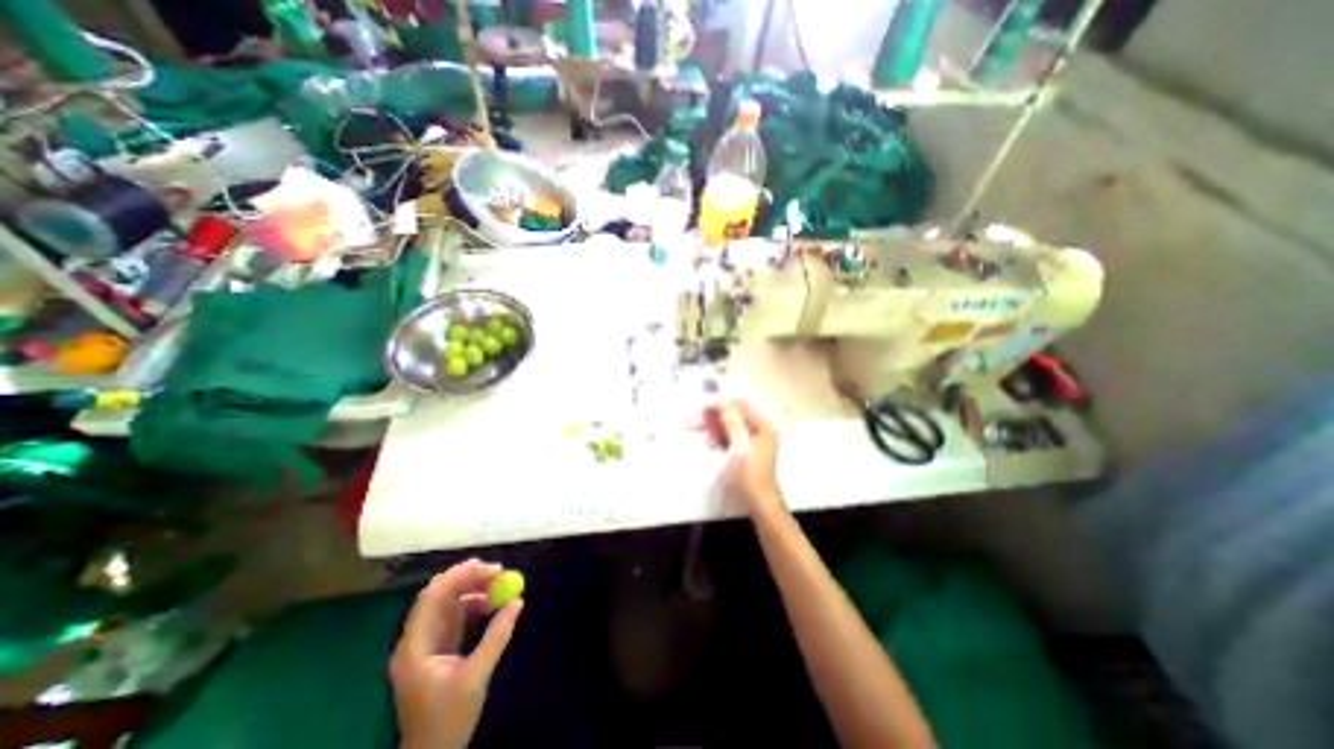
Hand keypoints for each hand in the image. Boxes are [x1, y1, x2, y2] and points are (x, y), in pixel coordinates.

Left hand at [393, 558, 518, 748]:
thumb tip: (518, 601)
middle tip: (497, 570)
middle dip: (467, 578)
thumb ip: (497, 636)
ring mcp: (424, 644)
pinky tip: (489, 604)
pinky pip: (452, 614)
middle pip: (437, 595)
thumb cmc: (448, 719)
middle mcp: (415, 640)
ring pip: (445, 602)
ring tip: (498, 585)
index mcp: (415, 648)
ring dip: (470, 589)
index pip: (431, 598)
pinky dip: (471, 603)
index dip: (459, 577)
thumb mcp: (476, 676)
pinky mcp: (435, 648)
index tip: (489, 567)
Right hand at [707, 400, 783, 517]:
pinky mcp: (742, 451)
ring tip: (696, 431)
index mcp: (762, 426)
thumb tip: (722, 402)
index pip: (738, 406)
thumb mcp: (740, 447)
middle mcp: (757, 430)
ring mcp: (750, 441)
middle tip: (692, 422)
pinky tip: (709, 443)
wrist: (757, 503)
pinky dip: (717, 438)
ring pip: (727, 426)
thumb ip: (732, 423)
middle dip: (712, 417)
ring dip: (712, 427)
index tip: (699, 408)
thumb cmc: (750, 475)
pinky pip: (727, 437)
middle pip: (731, 415)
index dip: (719, 404)